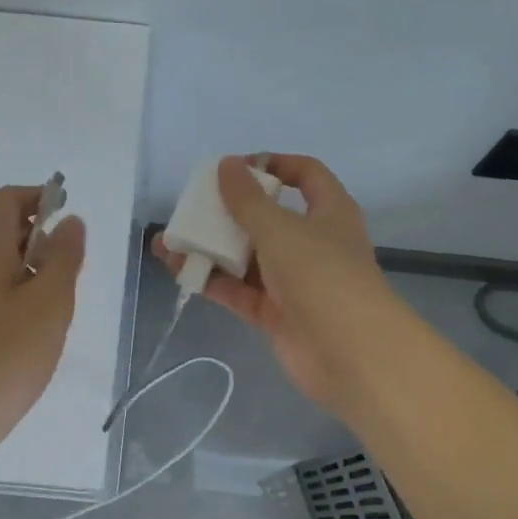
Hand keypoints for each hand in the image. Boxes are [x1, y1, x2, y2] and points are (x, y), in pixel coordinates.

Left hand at [0, 185, 86, 453]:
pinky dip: (10, 292)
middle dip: (40, 238)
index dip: (41, 199)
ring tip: (55, 305)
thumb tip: (70, 221)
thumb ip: (64, 256)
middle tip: (70, 273)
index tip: (70, 221)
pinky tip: (28, 329)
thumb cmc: (5, 354)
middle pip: (1, 228)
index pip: (9, 198)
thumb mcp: (50, 302)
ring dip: (27, 269)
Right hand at [153, 154, 392, 411]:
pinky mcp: (277, 314)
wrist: (350, 354)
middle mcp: (313, 243)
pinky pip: (240, 291)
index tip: (235, 169)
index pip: (305, 175)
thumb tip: (226, 164)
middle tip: (189, 209)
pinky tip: (179, 272)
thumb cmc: (321, 274)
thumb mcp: (280, 229)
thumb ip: (248, 199)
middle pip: (267, 218)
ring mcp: (294, 281)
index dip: (273, 165)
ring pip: (247, 257)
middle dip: (226, 213)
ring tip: (167, 244)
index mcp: (329, 212)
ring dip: (210, 249)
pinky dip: (213, 281)